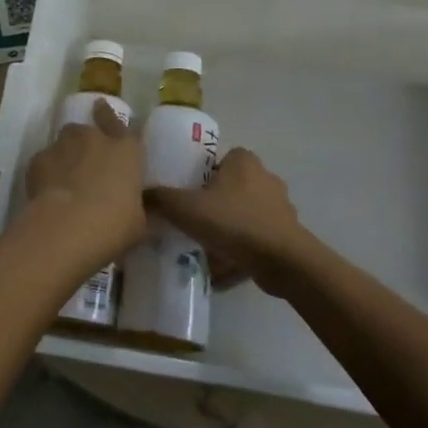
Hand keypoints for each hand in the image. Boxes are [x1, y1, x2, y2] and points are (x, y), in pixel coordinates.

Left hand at [23, 101, 145, 259]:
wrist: (67, 227)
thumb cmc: (114, 225)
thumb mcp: (140, 224)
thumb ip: (142, 210)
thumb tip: (148, 210)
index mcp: (126, 151)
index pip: (120, 124)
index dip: (109, 116)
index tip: (101, 107)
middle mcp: (95, 139)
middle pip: (88, 131)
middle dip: (86, 143)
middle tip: (86, 164)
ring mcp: (64, 146)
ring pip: (64, 142)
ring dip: (66, 155)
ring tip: (65, 179)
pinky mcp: (38, 159)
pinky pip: (44, 161)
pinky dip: (46, 172)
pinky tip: (47, 191)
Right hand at [145, 147, 316, 293]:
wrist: (282, 261)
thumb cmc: (234, 223)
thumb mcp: (186, 208)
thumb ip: (160, 199)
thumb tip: (140, 195)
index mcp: (244, 161)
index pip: (221, 159)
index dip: (203, 175)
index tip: (188, 194)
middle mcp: (266, 177)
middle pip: (232, 187)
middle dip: (215, 203)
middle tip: (193, 221)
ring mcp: (281, 207)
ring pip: (245, 214)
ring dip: (229, 229)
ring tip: (207, 248)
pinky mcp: (288, 234)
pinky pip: (257, 239)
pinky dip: (242, 250)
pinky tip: (224, 268)